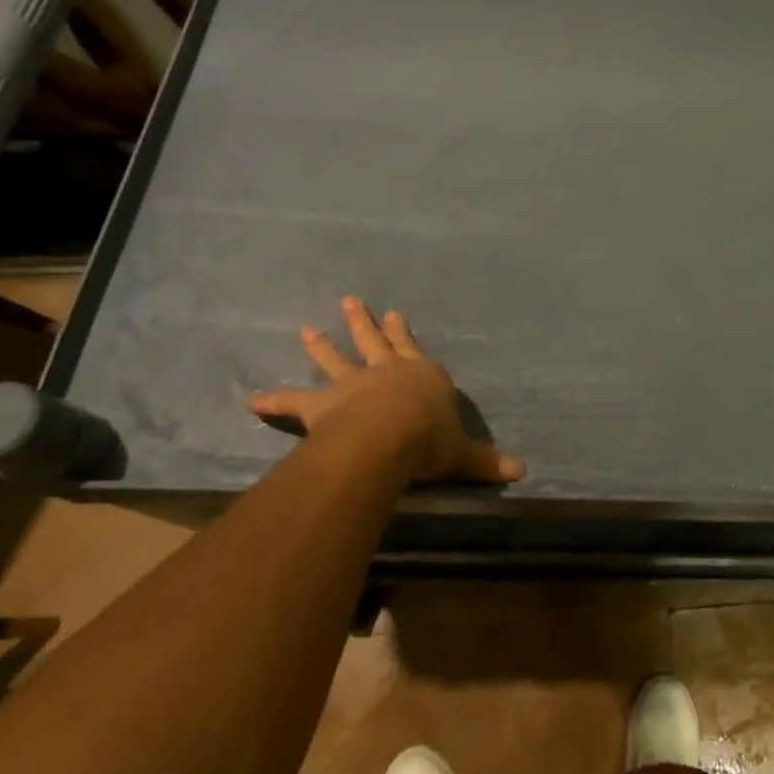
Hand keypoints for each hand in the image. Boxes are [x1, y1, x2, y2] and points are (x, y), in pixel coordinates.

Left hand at [248, 297, 524, 483]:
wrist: (391, 437)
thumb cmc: (431, 438)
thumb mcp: (464, 452)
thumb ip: (486, 461)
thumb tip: (521, 471)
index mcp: (422, 375)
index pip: (412, 347)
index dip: (403, 332)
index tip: (394, 313)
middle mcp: (386, 372)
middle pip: (372, 342)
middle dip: (362, 323)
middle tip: (350, 302)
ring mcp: (352, 385)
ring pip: (335, 360)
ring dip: (321, 345)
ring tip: (306, 329)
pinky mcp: (323, 405)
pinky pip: (294, 402)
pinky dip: (274, 401)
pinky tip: (252, 400)